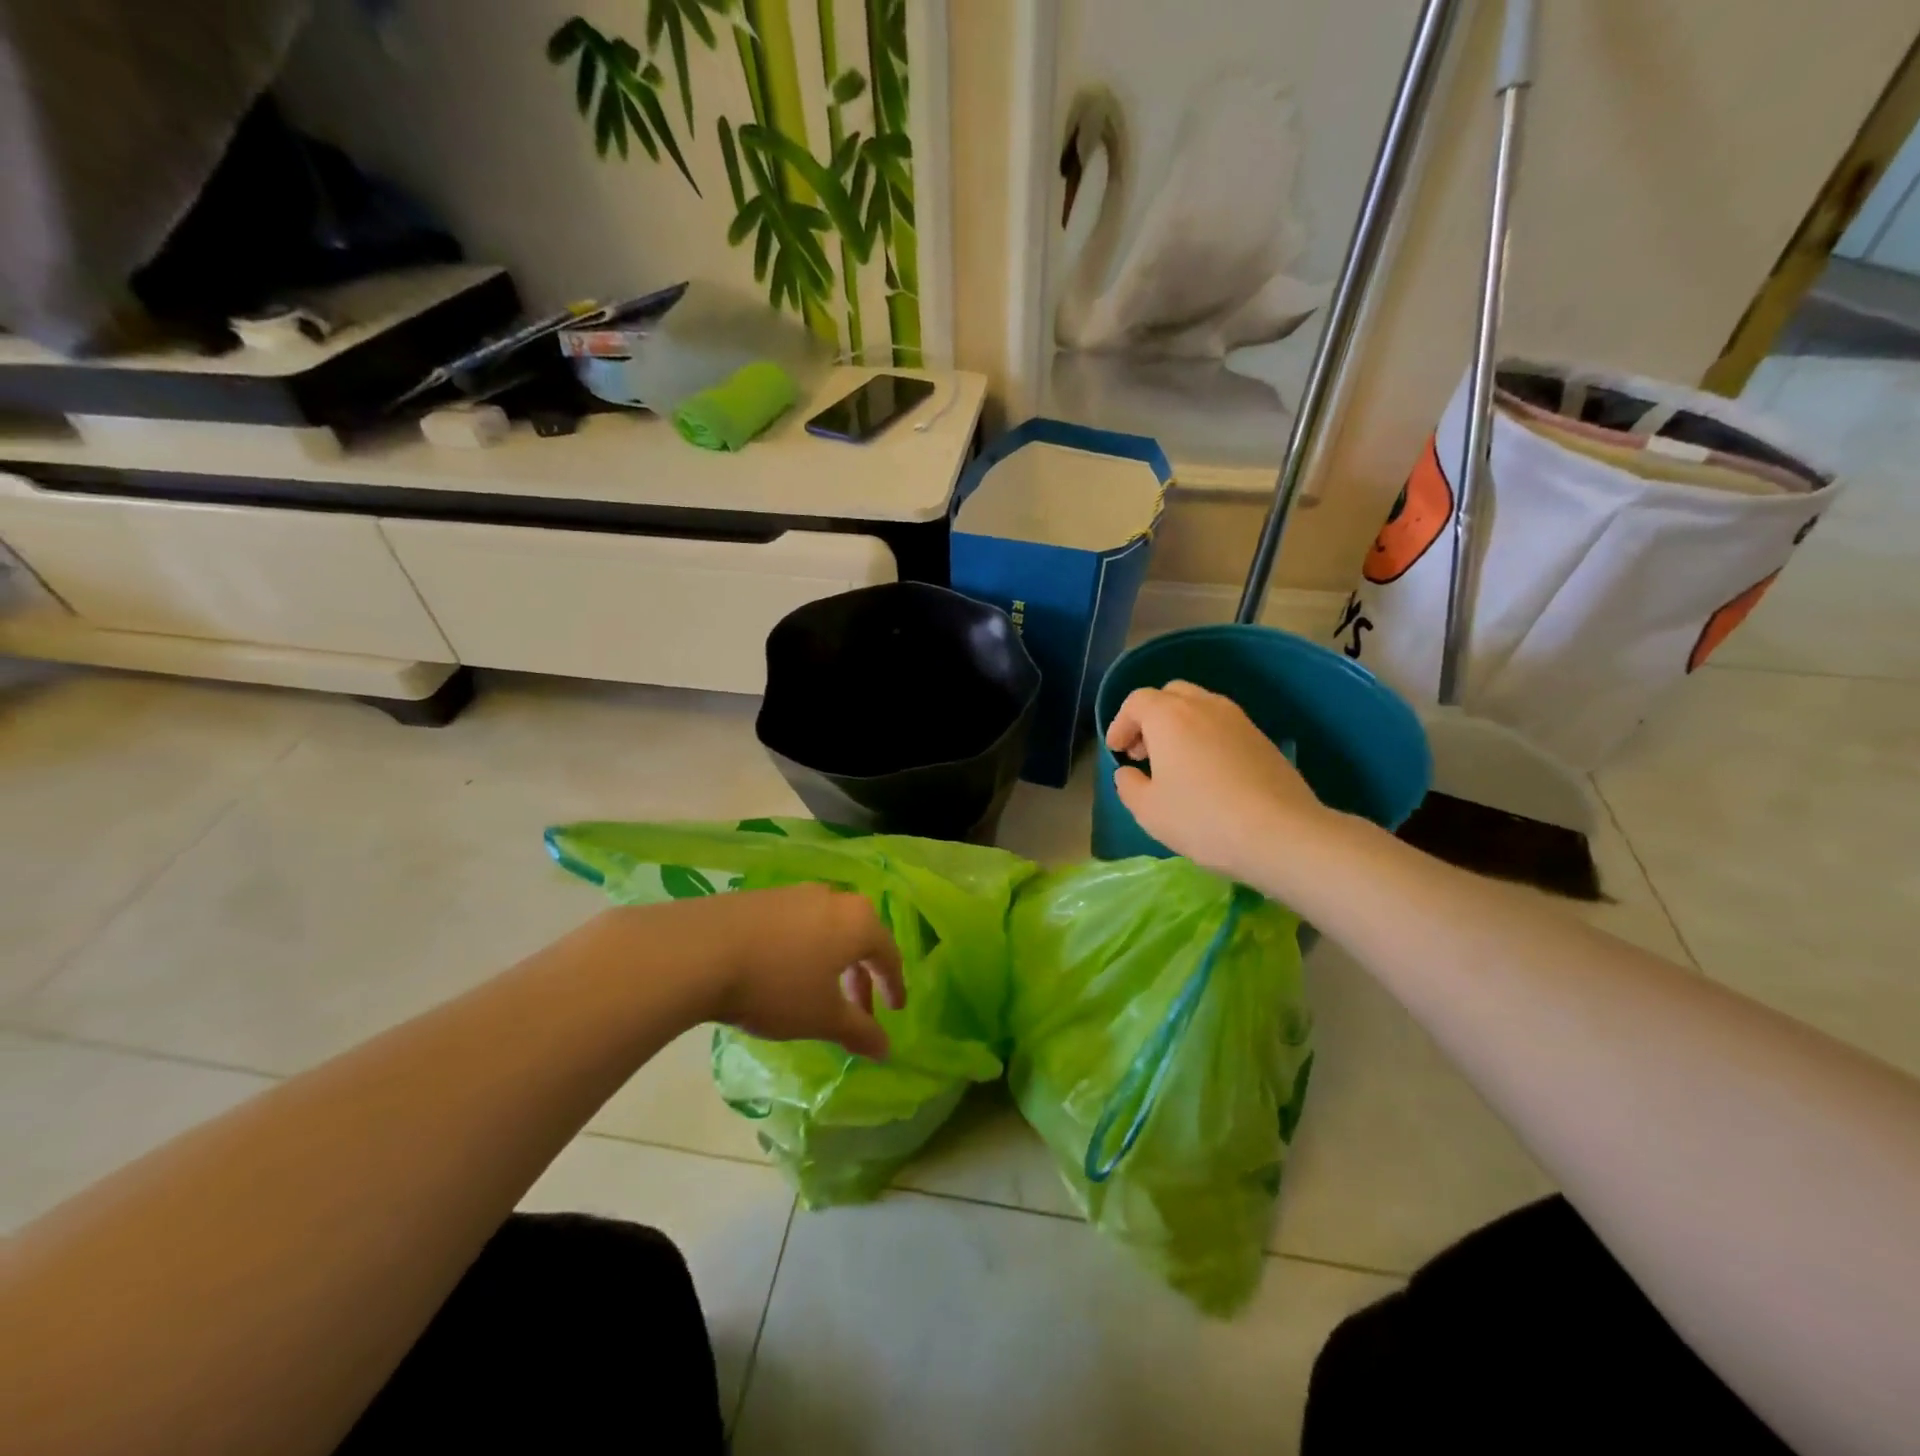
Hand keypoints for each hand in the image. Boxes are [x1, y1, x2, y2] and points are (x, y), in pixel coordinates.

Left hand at [680, 884, 904, 1060]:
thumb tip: (886, 1049)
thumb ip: (859, 1032)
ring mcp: (795, 893)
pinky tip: (783, 971)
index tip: (894, 1010)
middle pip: (859, 937)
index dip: (893, 984)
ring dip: (831, 961)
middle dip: (861, 975)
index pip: (888, 953)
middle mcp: (833, 898)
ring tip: (818, 991)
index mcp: (858, 922)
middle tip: (858, 1009)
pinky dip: (803, 948)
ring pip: (828, 928)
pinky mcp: (762, 896)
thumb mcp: (822, 1017)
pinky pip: (797, 923)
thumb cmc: (777, 986)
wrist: (701, 950)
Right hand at [1106, 680, 1330, 882]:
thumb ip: (1128, 785)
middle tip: (1144, 752)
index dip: (1120, 724)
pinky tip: (1207, 775)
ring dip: (1180, 727)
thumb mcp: (1148, 810)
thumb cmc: (1202, 818)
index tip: (1117, 752)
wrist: (1281, 833)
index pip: (1136, 702)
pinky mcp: (1262, 738)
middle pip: (1170, 695)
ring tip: (1175, 765)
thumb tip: (1129, 773)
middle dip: (1150, 718)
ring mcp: (1238, 719)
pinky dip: (1205, 738)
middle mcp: (1204, 706)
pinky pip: (1222, 726)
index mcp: (1169, 716)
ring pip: (1199, 708)